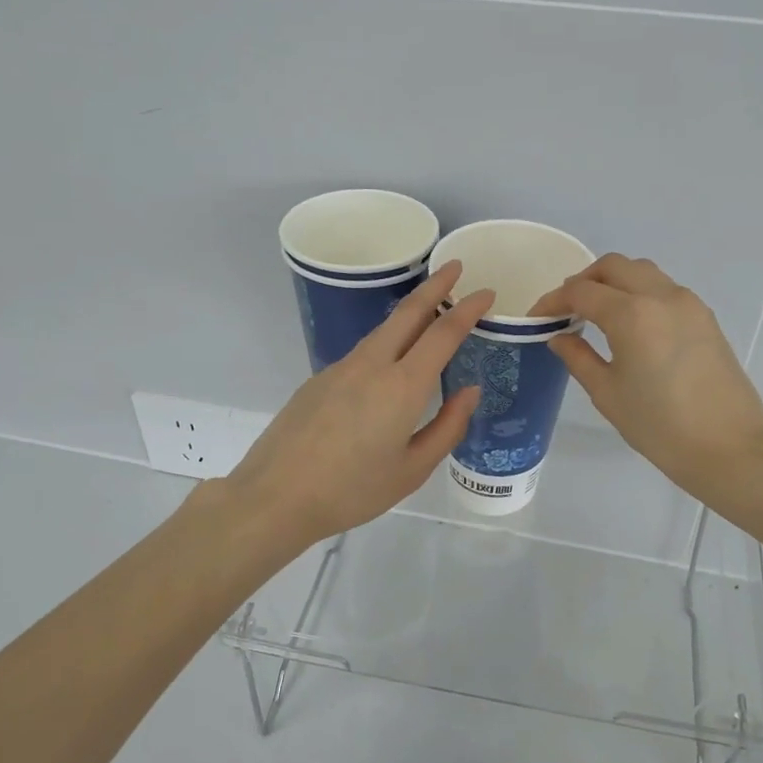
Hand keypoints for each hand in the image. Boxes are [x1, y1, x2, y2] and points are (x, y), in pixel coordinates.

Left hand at [223, 262, 491, 551]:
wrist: (276, 496)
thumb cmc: (352, 490)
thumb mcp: (412, 470)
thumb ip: (447, 428)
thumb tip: (469, 391)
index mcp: (402, 387)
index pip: (443, 333)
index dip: (468, 309)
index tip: (486, 292)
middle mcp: (372, 365)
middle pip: (408, 313)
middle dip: (435, 286)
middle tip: (455, 267)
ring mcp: (341, 368)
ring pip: (383, 330)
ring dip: (410, 313)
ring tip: (429, 312)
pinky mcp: (319, 379)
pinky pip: (362, 352)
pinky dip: (386, 342)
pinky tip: (388, 364)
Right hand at [533, 255, 762, 503]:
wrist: (729, 448)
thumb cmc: (659, 426)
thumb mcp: (607, 393)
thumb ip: (578, 357)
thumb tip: (559, 336)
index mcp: (631, 314)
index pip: (581, 292)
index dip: (553, 300)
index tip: (537, 317)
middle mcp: (661, 296)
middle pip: (613, 266)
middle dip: (584, 281)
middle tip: (566, 309)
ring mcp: (688, 303)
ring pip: (642, 271)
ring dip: (614, 282)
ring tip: (597, 313)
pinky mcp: (705, 317)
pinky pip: (664, 288)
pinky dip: (639, 293)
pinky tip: (630, 324)